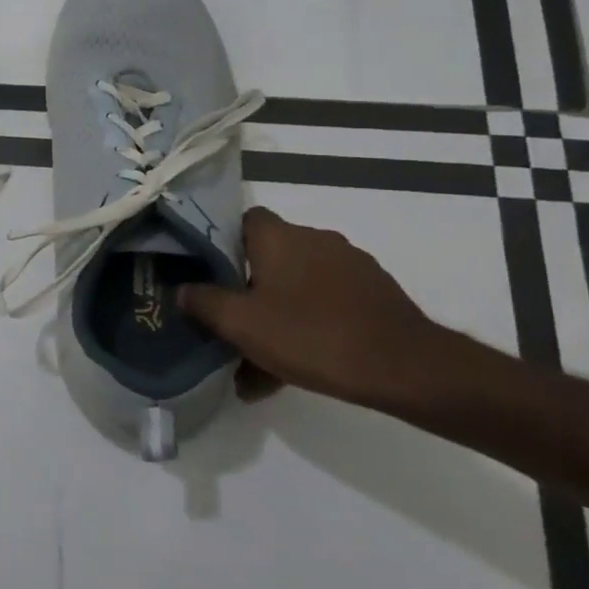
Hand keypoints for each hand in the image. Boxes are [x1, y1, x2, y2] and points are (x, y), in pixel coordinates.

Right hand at [178, 207, 442, 406]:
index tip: (208, 274)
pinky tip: (297, 365)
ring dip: (277, 312)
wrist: (408, 369)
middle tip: (230, 322)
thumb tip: (180, 290)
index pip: (242, 219)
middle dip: (247, 287)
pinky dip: (308, 325)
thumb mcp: (241, 324)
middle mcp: (315, 239)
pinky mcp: (375, 294)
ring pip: (296, 285)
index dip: (221, 243)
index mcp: (280, 237)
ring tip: (260, 358)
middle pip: (268, 255)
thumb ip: (203, 302)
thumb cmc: (313, 335)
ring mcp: (351, 266)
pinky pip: (326, 304)